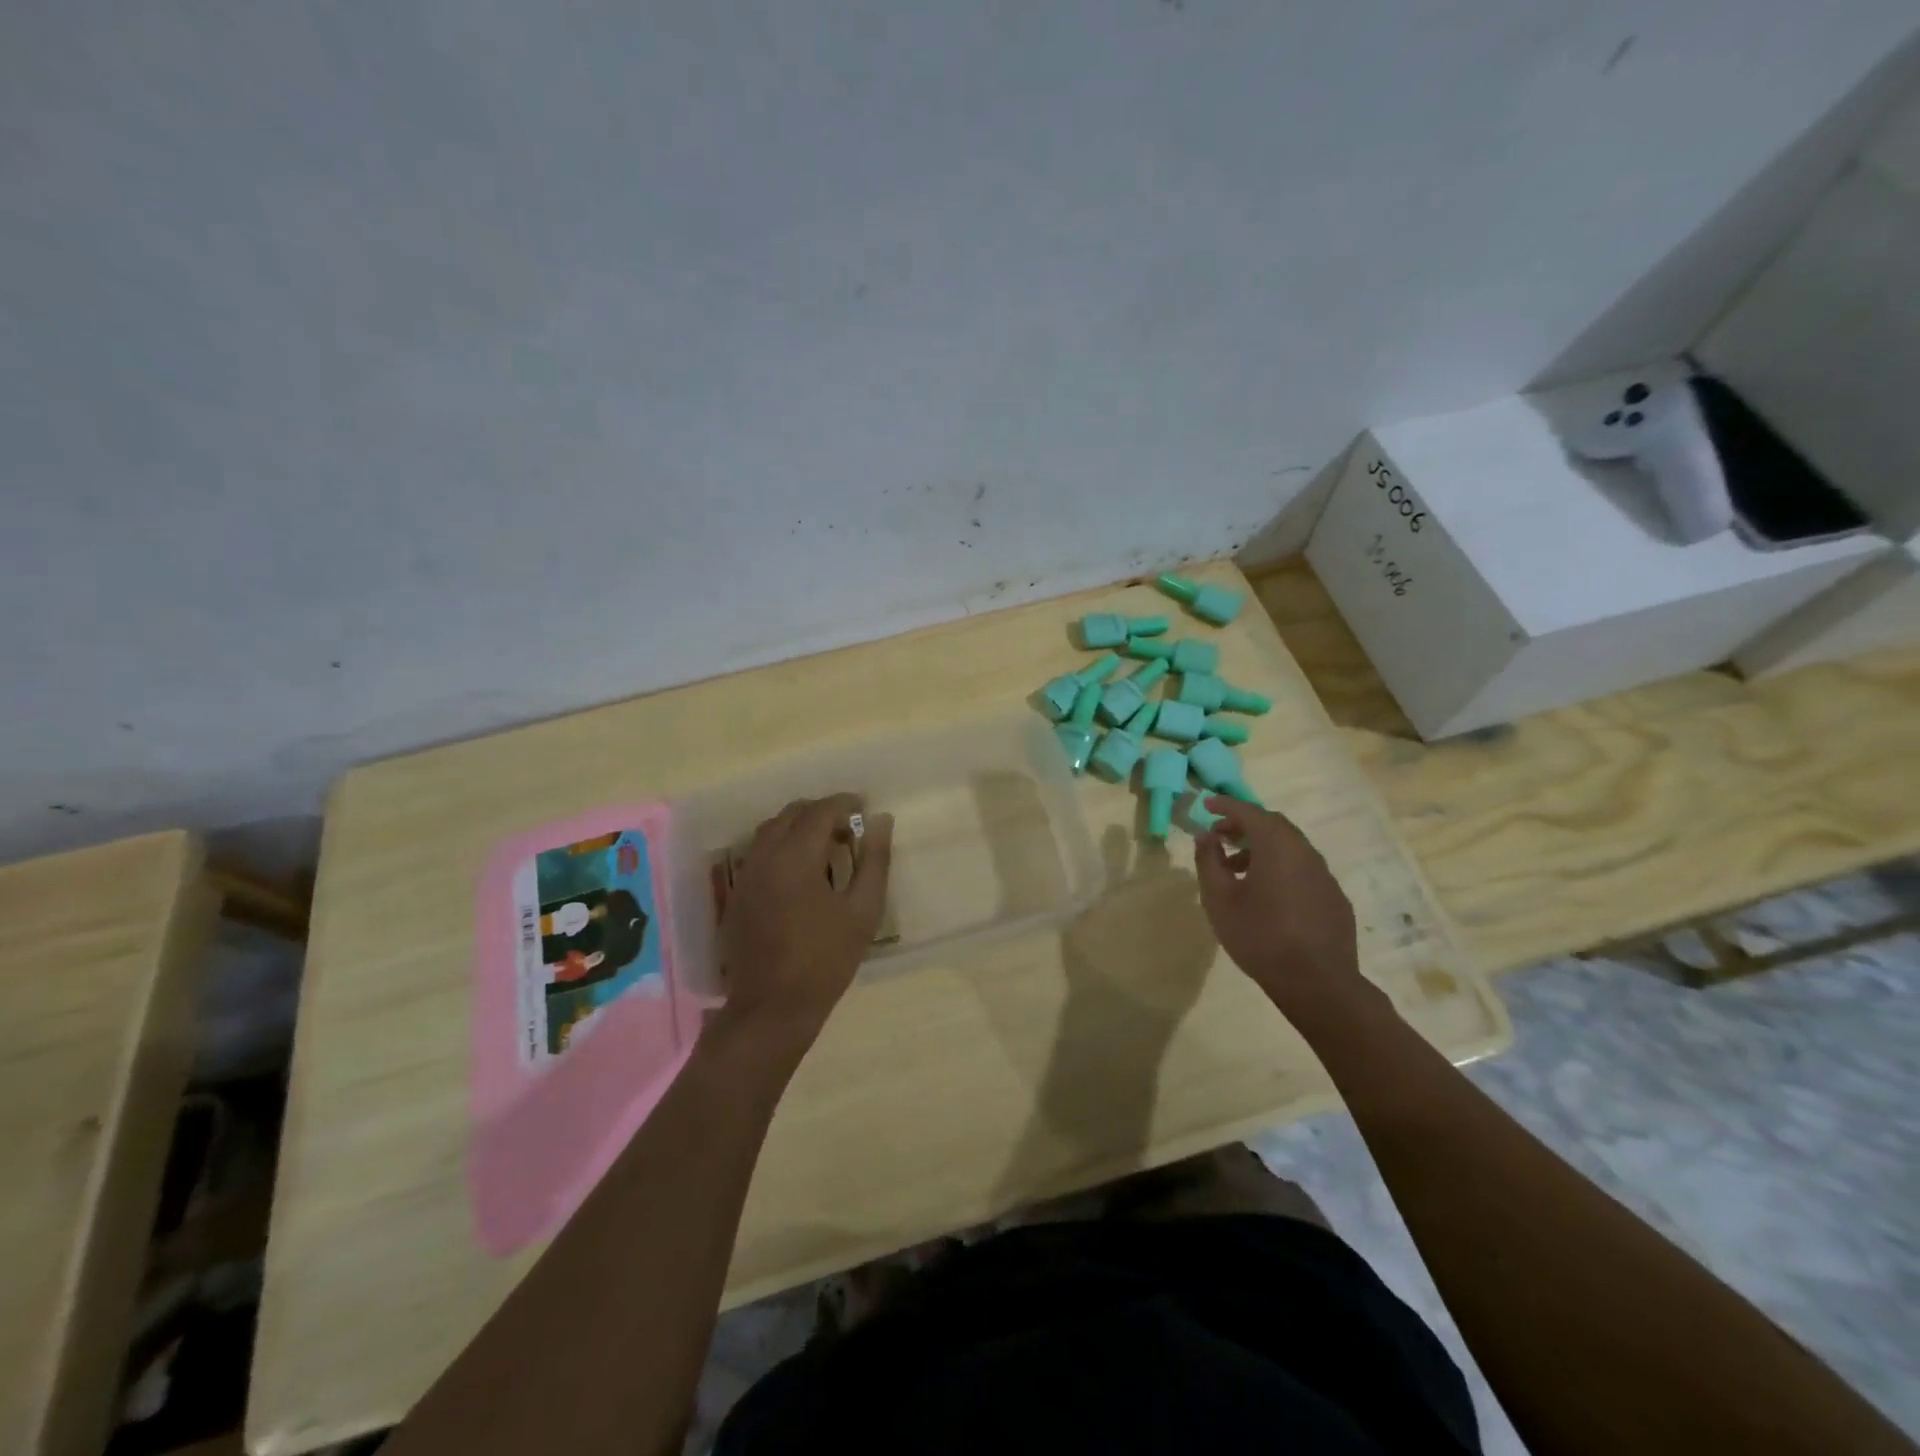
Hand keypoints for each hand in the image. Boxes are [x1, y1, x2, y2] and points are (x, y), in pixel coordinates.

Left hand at [715, 793, 893, 1038]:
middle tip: (848, 829)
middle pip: (792, 814)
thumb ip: (874, 860)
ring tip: (826, 847)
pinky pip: (759, 852)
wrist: (772, 1007)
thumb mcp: (862, 911)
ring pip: (771, 830)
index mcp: (795, 856)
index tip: (865, 810)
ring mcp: (746, 875)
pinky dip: (782, 846)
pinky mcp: (737, 894)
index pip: (820, 811)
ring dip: (799, 828)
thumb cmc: (825, 959)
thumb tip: (881, 821)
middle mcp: (764, 856)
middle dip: (822, 813)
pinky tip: (801, 872)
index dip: (845, 804)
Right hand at [1193, 796, 1360, 1012]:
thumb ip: (1209, 861)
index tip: (1206, 804)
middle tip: (1220, 835)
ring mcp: (1324, 875)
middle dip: (1245, 824)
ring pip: (1290, 848)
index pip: (1249, 812)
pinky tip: (1269, 894)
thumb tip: (1205, 835)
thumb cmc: (1260, 936)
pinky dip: (1282, 867)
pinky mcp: (1334, 898)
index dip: (1226, 805)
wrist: (1317, 983)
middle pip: (1274, 825)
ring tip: (1238, 870)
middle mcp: (1305, 852)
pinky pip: (1303, 869)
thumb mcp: (1219, 899)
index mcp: (1277, 846)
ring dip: (1263, 848)